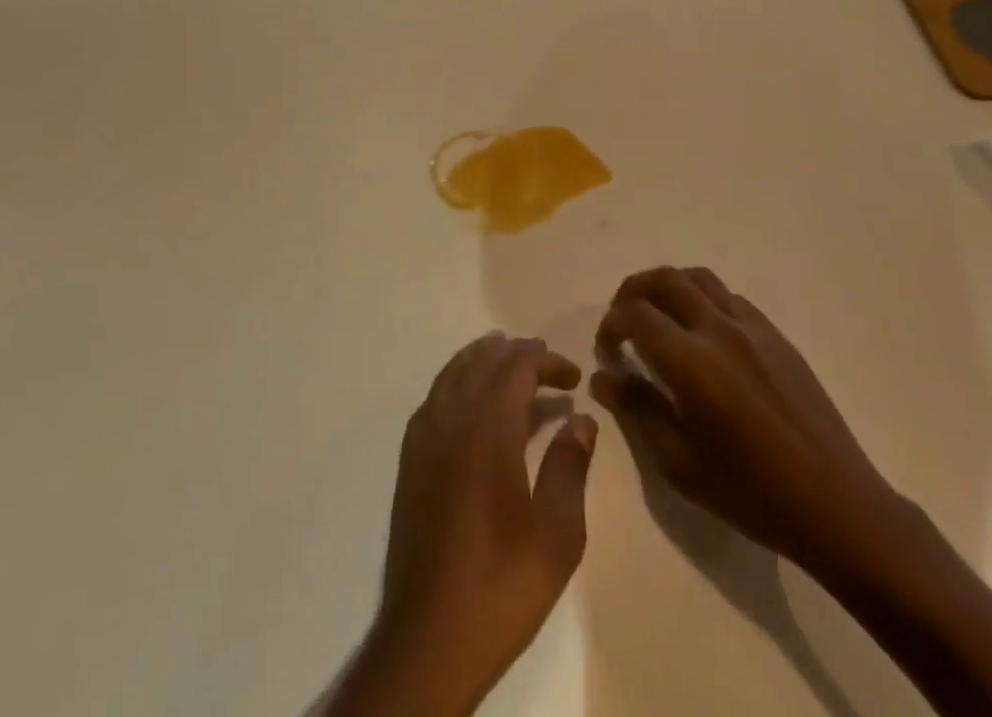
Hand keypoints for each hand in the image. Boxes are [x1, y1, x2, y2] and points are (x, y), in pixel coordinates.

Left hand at [347, 333, 596, 716]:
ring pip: (453, 373)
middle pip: (483, 362)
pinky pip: (435, 396)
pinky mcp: (410, 459)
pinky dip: (458, 381)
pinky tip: (473, 402)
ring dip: (484, 360)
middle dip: (517, 355)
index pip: (516, 367)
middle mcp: (451, 419)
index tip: (574, 376)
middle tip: (549, 366)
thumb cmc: (502, 584)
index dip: (546, 361)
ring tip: (510, 362)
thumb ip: (570, 467)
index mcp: (488, 429)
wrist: (429, 637)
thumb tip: (582, 420)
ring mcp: (424, 437)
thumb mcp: (557, 534)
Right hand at [591, 266, 913, 583]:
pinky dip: (704, 299)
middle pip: (664, 279)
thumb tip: (603, 377)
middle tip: (623, 318)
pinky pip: (730, 297)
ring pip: (699, 278)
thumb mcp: (680, 464)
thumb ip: (638, 409)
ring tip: (659, 314)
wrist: (836, 505)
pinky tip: (703, 333)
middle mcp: (718, 329)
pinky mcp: (776, 336)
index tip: (607, 349)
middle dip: (633, 290)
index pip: (635, 314)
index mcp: (690, 361)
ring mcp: (752, 327)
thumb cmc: (751, 493)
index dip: (611, 324)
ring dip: (669, 286)